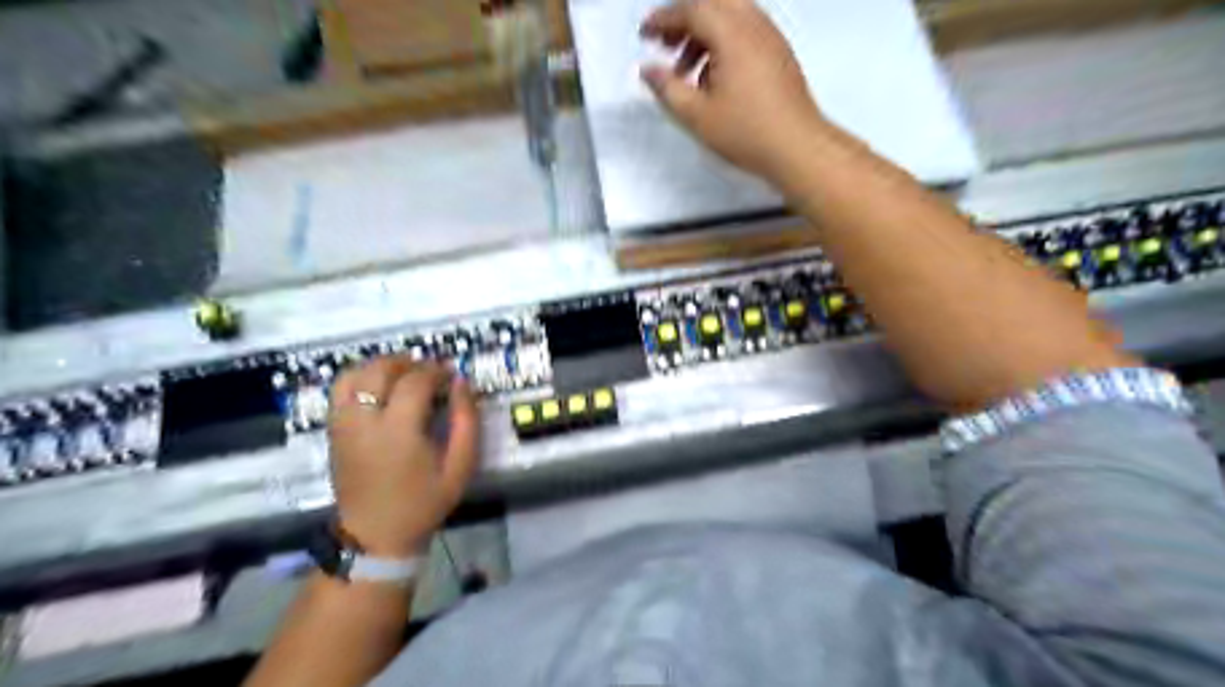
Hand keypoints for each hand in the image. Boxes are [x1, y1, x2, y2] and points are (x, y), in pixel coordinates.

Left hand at [324, 359, 476, 557]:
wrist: (376, 535)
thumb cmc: (423, 502)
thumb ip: (467, 421)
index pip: (415, 381)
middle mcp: (364, 421)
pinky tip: (379, 388)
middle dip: (409, 362)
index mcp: (398, 431)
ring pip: (354, 373)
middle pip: (381, 369)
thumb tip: (462, 383)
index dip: (436, 371)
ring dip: (381, 366)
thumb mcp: (460, 467)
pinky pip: (339, 389)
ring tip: (404, 375)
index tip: (451, 376)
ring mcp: (342, 424)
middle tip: (430, 372)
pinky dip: (359, 377)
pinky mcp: (332, 430)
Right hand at [641, 0, 832, 181]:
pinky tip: (713, 78)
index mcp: (732, 34)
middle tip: (665, 43)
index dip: (663, 18)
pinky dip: (723, 41)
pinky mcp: (780, 53)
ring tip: (686, 69)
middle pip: (713, 3)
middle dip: (684, 18)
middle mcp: (754, 25)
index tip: (645, 34)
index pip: (692, 9)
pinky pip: (746, 30)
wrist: (798, 147)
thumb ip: (667, 88)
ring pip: (731, 15)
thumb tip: (647, 70)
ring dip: (704, 32)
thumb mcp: (696, 115)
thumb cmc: (746, 132)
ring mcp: (771, 37)